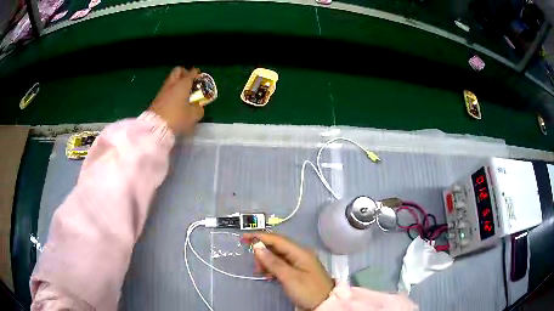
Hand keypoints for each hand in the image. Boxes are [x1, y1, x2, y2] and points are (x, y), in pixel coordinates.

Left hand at [148, 67, 203, 134]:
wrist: (156, 127)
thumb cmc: (177, 118)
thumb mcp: (193, 115)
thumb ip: (198, 108)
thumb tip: (198, 107)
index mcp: (183, 84)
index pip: (192, 72)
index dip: (197, 73)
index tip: (200, 77)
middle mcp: (172, 84)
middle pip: (178, 71)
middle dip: (184, 73)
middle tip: (190, 81)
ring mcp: (163, 91)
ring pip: (171, 80)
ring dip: (177, 83)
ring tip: (183, 93)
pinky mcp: (156, 99)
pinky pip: (166, 90)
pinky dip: (171, 91)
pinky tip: (176, 101)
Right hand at [243, 232, 333, 309]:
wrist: (325, 303)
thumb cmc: (307, 290)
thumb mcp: (289, 277)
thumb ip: (273, 262)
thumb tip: (257, 246)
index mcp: (300, 252)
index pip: (277, 239)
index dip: (260, 237)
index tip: (243, 238)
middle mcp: (300, 254)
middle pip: (277, 247)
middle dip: (262, 252)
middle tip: (255, 265)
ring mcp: (299, 262)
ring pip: (278, 256)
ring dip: (266, 261)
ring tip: (259, 272)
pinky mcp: (298, 270)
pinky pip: (281, 264)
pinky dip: (272, 268)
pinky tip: (267, 275)